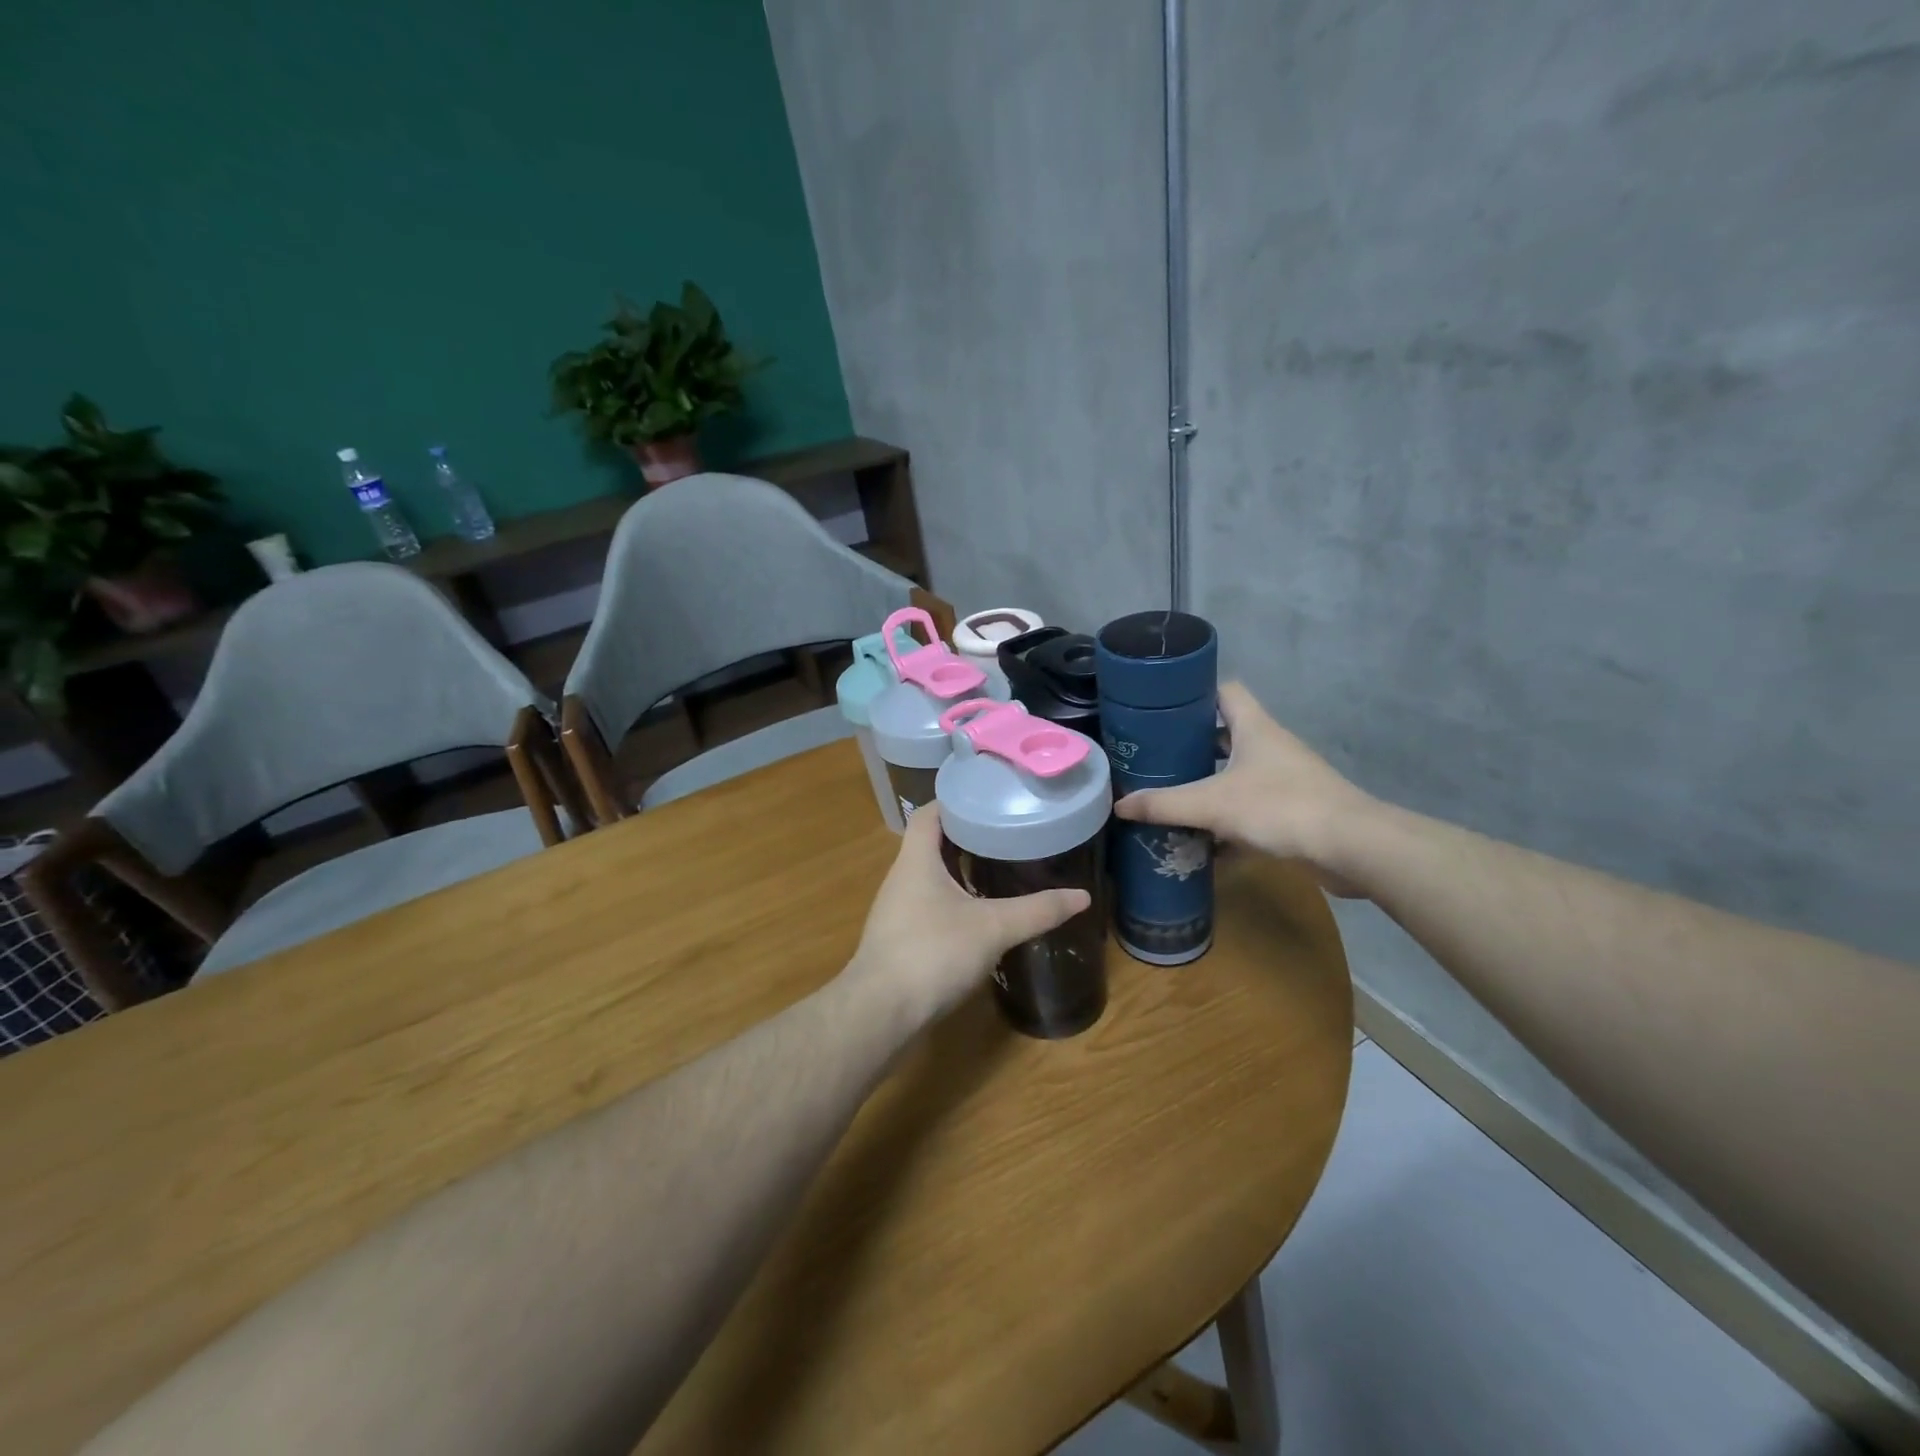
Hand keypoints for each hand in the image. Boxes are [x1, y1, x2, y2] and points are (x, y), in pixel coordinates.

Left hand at [844, 804, 1090, 1027]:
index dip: (956, 800)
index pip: (930, 813)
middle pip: (932, 842)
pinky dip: (954, 898)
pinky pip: (928, 903)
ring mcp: (897, 909)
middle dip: (967, 834)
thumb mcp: (993, 928)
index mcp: (916, 860)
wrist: (881, 1012)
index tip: (989, 796)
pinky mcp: (900, 937)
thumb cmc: (933, 953)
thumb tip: (1082, 896)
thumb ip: (1037, 910)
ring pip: (930, 875)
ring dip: (959, 868)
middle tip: (1006, 830)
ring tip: (999, 865)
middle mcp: (902, 878)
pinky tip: (979, 912)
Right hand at [1113, 682, 1378, 894]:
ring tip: (1170, 796)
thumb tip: (1119, 805)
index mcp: (1254, 728)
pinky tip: (1201, 842)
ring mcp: (1285, 780)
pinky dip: (1227, 823)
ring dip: (1208, 786)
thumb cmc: (1279, 807)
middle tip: (1155, 758)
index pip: (1224, 691)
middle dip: (1191, 747)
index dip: (1195, 693)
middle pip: (1226, 735)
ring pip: (1237, 775)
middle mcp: (1270, 747)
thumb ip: (1164, 804)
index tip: (1162, 708)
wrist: (1351, 847)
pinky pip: (1251, 810)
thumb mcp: (1212, 804)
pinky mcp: (1294, 812)